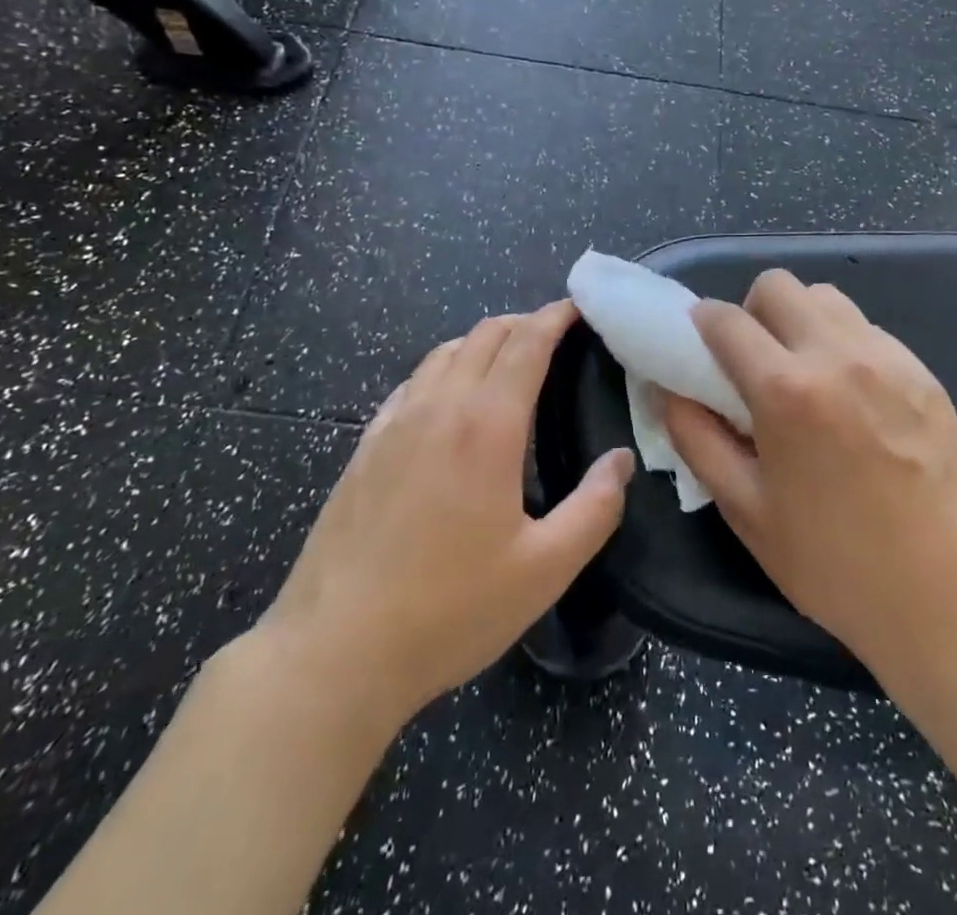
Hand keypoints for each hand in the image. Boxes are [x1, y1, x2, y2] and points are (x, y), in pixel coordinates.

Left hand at [252, 301, 635, 729]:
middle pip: (484, 335)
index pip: (526, 343)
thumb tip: (621, 460)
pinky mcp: (365, 447)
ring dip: (481, 342)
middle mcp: (439, 407)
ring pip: (443, 353)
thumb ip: (595, 508)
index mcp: (487, 426)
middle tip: (554, 335)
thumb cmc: (449, 609)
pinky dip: (442, 370)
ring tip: (506, 360)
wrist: (335, 650)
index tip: (578, 307)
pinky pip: (411, 384)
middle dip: (523, 323)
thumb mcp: (544, 569)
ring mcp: (395, 423)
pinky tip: (447, 399)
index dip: (554, 317)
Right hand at [662, 271, 956, 686]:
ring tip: (804, 374)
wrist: (946, 597)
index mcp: (786, 390)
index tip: (699, 346)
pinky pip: (867, 329)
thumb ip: (696, 438)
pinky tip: (851, 397)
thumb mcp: (744, 509)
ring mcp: (888, 358)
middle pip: (777, 285)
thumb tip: (667, 389)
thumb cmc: (832, 562)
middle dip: (752, 312)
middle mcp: (837, 355)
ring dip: (799, 320)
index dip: (701, 324)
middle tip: (753, 361)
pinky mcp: (923, 372)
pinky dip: (843, 343)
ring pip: (825, 298)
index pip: (726, 319)